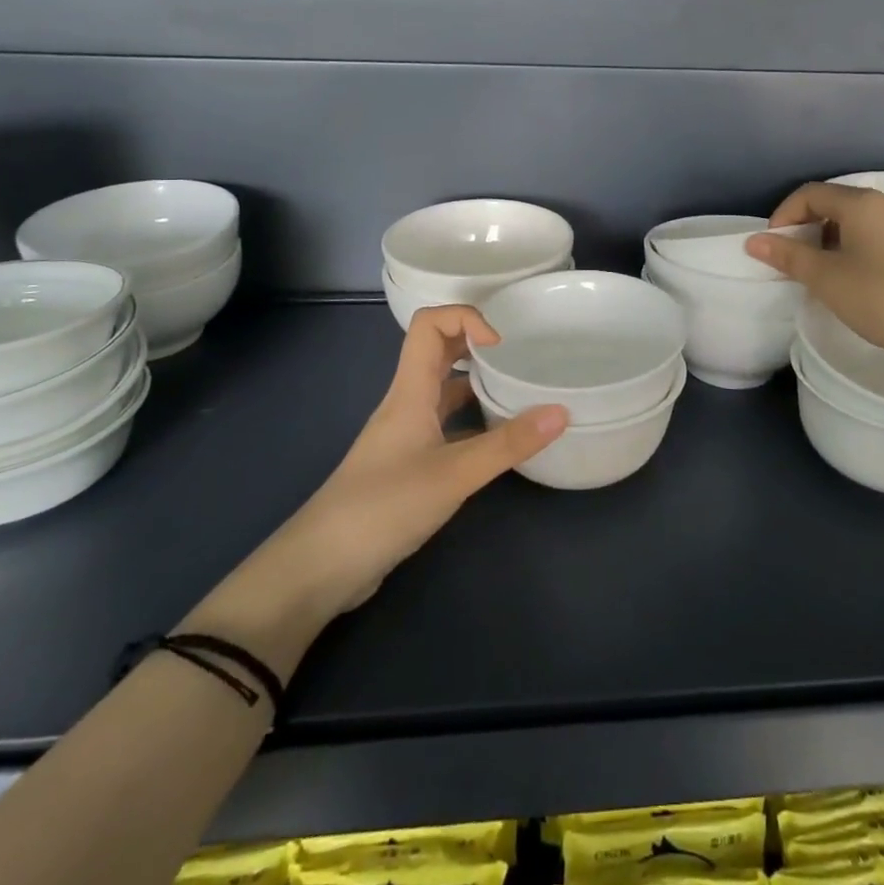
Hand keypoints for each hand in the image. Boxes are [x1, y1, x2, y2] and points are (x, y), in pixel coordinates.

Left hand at [195, 307, 565, 656]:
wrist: (322, 567)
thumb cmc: (384, 506)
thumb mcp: (454, 474)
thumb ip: (507, 444)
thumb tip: (561, 411)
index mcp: (410, 390)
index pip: (429, 324)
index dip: (466, 317)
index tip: (501, 344)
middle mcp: (407, 403)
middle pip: (438, 351)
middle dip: (476, 343)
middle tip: (519, 356)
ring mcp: (406, 434)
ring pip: (443, 390)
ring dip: (476, 381)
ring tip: (518, 390)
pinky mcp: (409, 464)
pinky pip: (445, 425)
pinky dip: (472, 420)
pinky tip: (499, 438)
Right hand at [746, 181, 883, 362]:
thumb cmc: (878, 298)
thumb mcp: (824, 277)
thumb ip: (787, 255)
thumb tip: (754, 241)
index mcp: (862, 203)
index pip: (810, 194)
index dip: (784, 215)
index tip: (773, 245)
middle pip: (833, 201)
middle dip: (805, 225)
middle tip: (790, 257)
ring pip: (853, 217)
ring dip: (827, 235)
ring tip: (816, 267)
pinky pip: (873, 230)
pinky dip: (850, 242)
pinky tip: (846, 271)